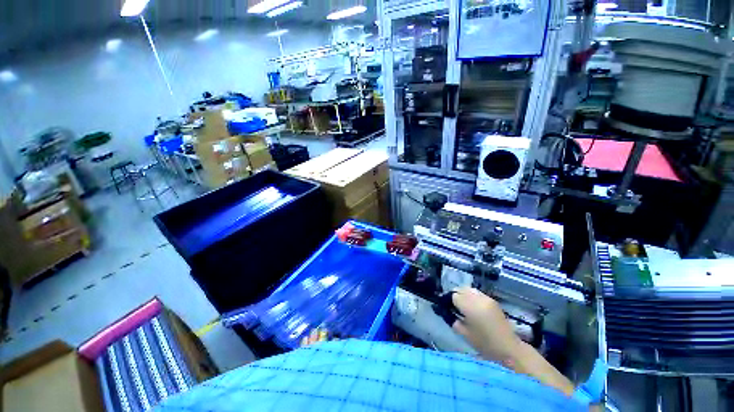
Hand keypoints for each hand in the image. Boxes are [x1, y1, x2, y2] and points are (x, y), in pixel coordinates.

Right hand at [451, 287, 520, 365]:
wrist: (509, 349)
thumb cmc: (485, 345)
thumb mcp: (465, 334)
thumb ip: (454, 320)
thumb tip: (447, 312)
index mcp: (470, 307)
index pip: (454, 296)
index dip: (448, 300)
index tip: (447, 307)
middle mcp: (478, 299)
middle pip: (461, 289)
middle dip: (455, 295)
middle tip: (453, 306)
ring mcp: (486, 298)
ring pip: (469, 289)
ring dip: (463, 294)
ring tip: (463, 305)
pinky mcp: (492, 300)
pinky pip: (477, 293)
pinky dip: (472, 296)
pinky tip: (473, 306)